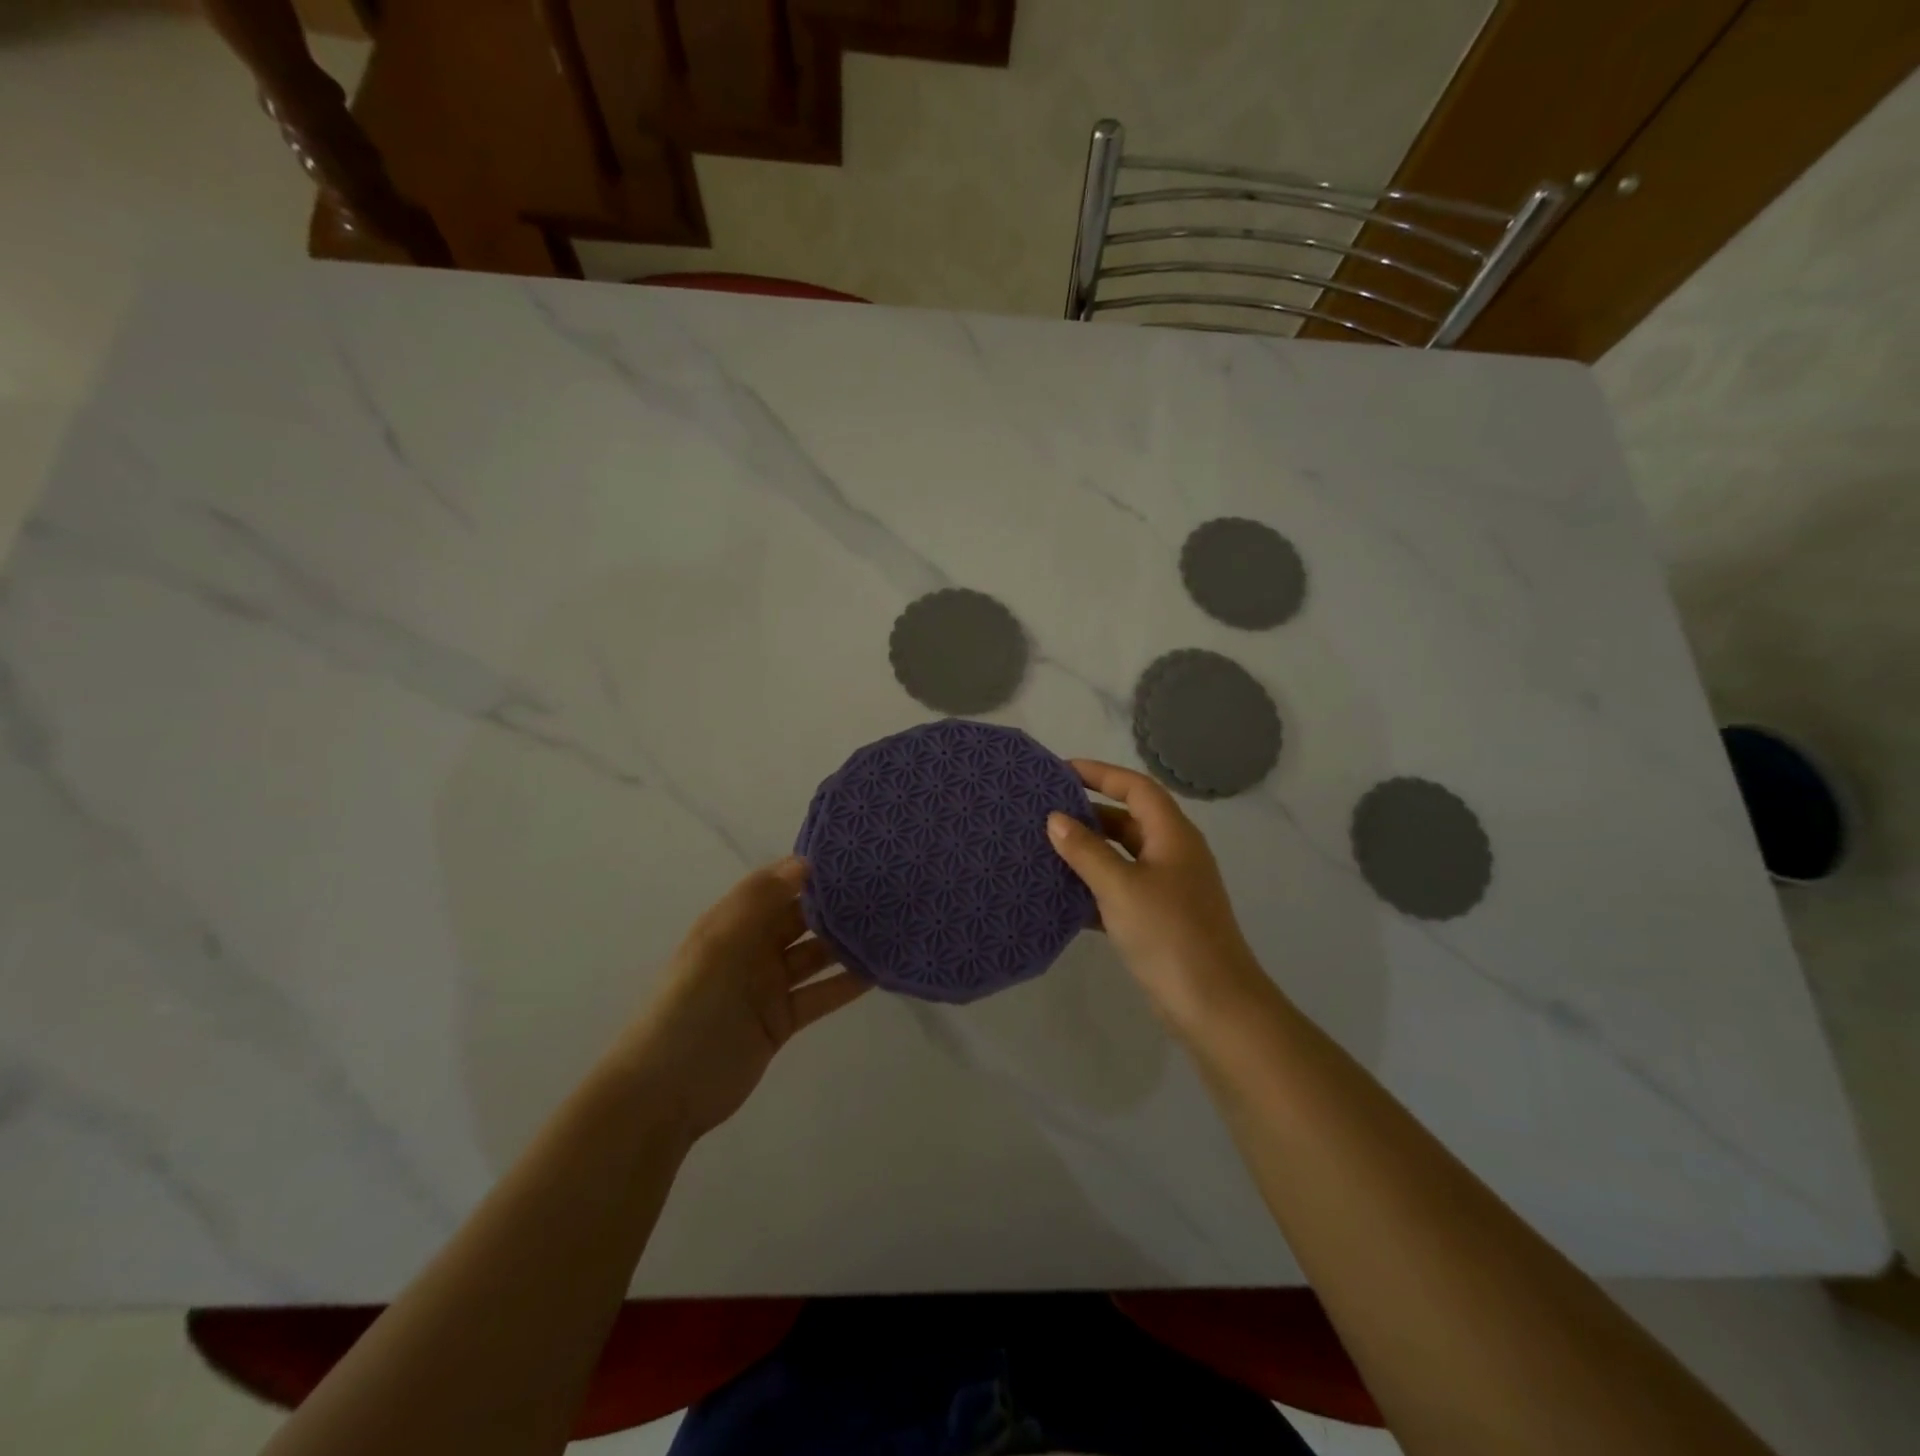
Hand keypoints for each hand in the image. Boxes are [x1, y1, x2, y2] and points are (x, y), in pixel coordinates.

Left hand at [617, 857, 868, 1140]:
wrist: (664, 1093)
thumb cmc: (689, 1008)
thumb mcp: (719, 945)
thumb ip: (760, 902)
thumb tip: (804, 862)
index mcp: (732, 923)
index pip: (776, 886)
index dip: (809, 871)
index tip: (854, 858)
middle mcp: (752, 948)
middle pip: (800, 919)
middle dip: (835, 905)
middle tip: (885, 889)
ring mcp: (768, 986)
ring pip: (815, 956)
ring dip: (846, 943)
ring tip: (890, 926)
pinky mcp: (782, 1021)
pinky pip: (820, 994)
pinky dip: (846, 984)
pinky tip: (878, 971)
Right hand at [1047, 760, 1271, 1038]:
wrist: (1214, 1006)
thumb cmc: (1169, 934)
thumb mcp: (1120, 887)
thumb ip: (1086, 851)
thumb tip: (1056, 819)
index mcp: (1172, 835)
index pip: (1136, 788)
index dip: (1100, 774)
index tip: (1060, 771)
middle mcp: (1173, 854)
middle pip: (1128, 820)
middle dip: (1088, 814)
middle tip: (1043, 812)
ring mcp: (1168, 889)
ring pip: (1122, 857)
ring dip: (1087, 853)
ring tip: (1044, 849)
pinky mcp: (1159, 919)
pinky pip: (1121, 891)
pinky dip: (1093, 889)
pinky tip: (1061, 897)